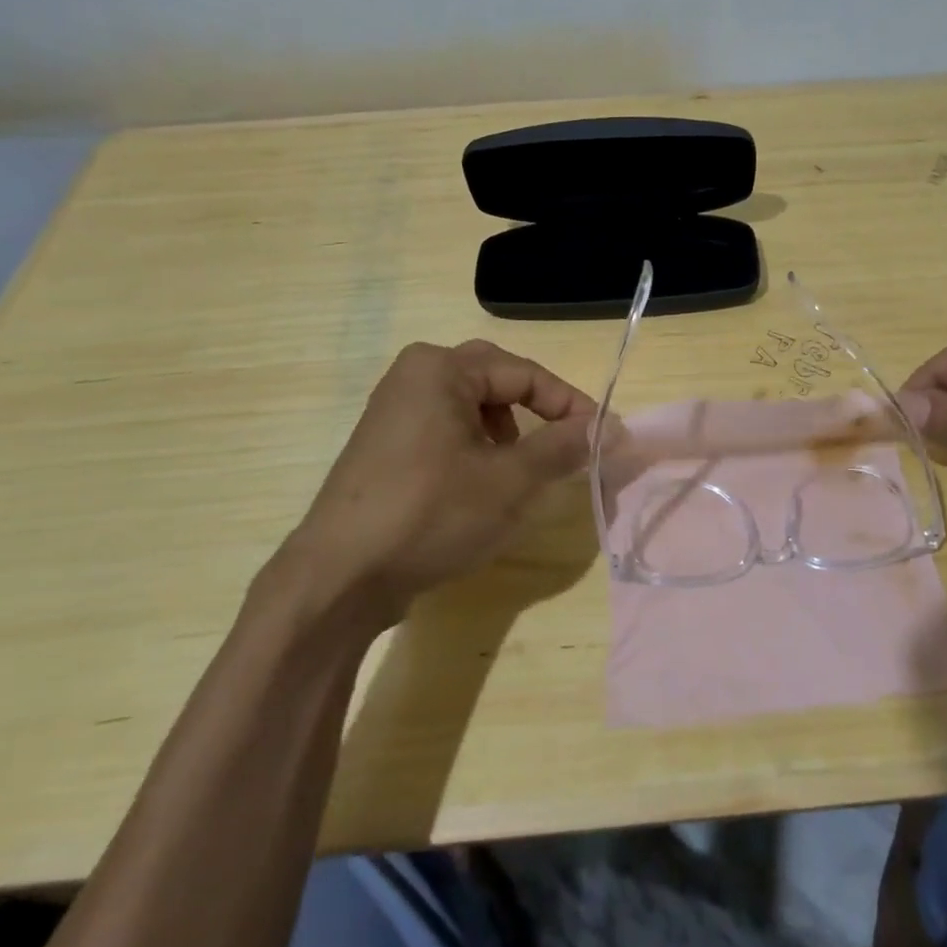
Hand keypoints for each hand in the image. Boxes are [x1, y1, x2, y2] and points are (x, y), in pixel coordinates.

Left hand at [278, 340, 595, 620]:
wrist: (338, 578)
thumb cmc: (431, 514)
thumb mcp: (510, 481)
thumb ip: (563, 446)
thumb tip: (608, 426)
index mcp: (440, 369)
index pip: (525, 373)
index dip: (570, 404)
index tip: (604, 435)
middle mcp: (412, 376)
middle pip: (495, 381)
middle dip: (537, 411)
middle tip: (564, 442)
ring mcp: (392, 411)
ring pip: (470, 407)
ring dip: (507, 431)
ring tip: (521, 469)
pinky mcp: (384, 447)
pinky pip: (445, 430)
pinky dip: (476, 448)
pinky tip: (480, 486)